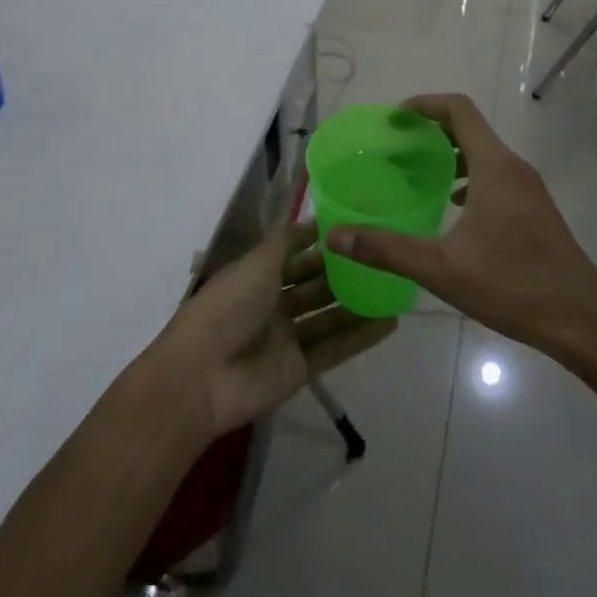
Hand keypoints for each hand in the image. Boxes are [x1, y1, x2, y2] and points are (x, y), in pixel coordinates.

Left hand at [146, 221, 394, 440]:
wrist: (201, 377)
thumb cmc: (227, 308)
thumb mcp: (255, 264)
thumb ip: (285, 243)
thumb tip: (310, 219)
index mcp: (256, 275)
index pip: (293, 253)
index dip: (318, 241)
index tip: (353, 225)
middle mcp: (272, 303)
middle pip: (313, 284)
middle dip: (342, 271)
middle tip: (382, 255)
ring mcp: (286, 338)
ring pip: (329, 316)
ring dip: (357, 303)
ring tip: (394, 286)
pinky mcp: (300, 369)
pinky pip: (335, 348)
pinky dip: (361, 337)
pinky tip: (390, 322)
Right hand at [326, 94, 596, 366]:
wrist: (584, 322)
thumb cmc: (514, 286)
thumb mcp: (441, 269)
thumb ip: (386, 249)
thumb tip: (336, 235)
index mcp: (495, 167)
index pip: (459, 109)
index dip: (424, 104)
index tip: (393, 118)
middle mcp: (514, 168)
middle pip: (470, 128)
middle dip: (431, 130)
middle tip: (395, 147)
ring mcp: (529, 190)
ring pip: (484, 154)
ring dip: (450, 154)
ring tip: (416, 174)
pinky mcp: (535, 211)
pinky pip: (496, 176)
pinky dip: (468, 177)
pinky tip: (452, 208)